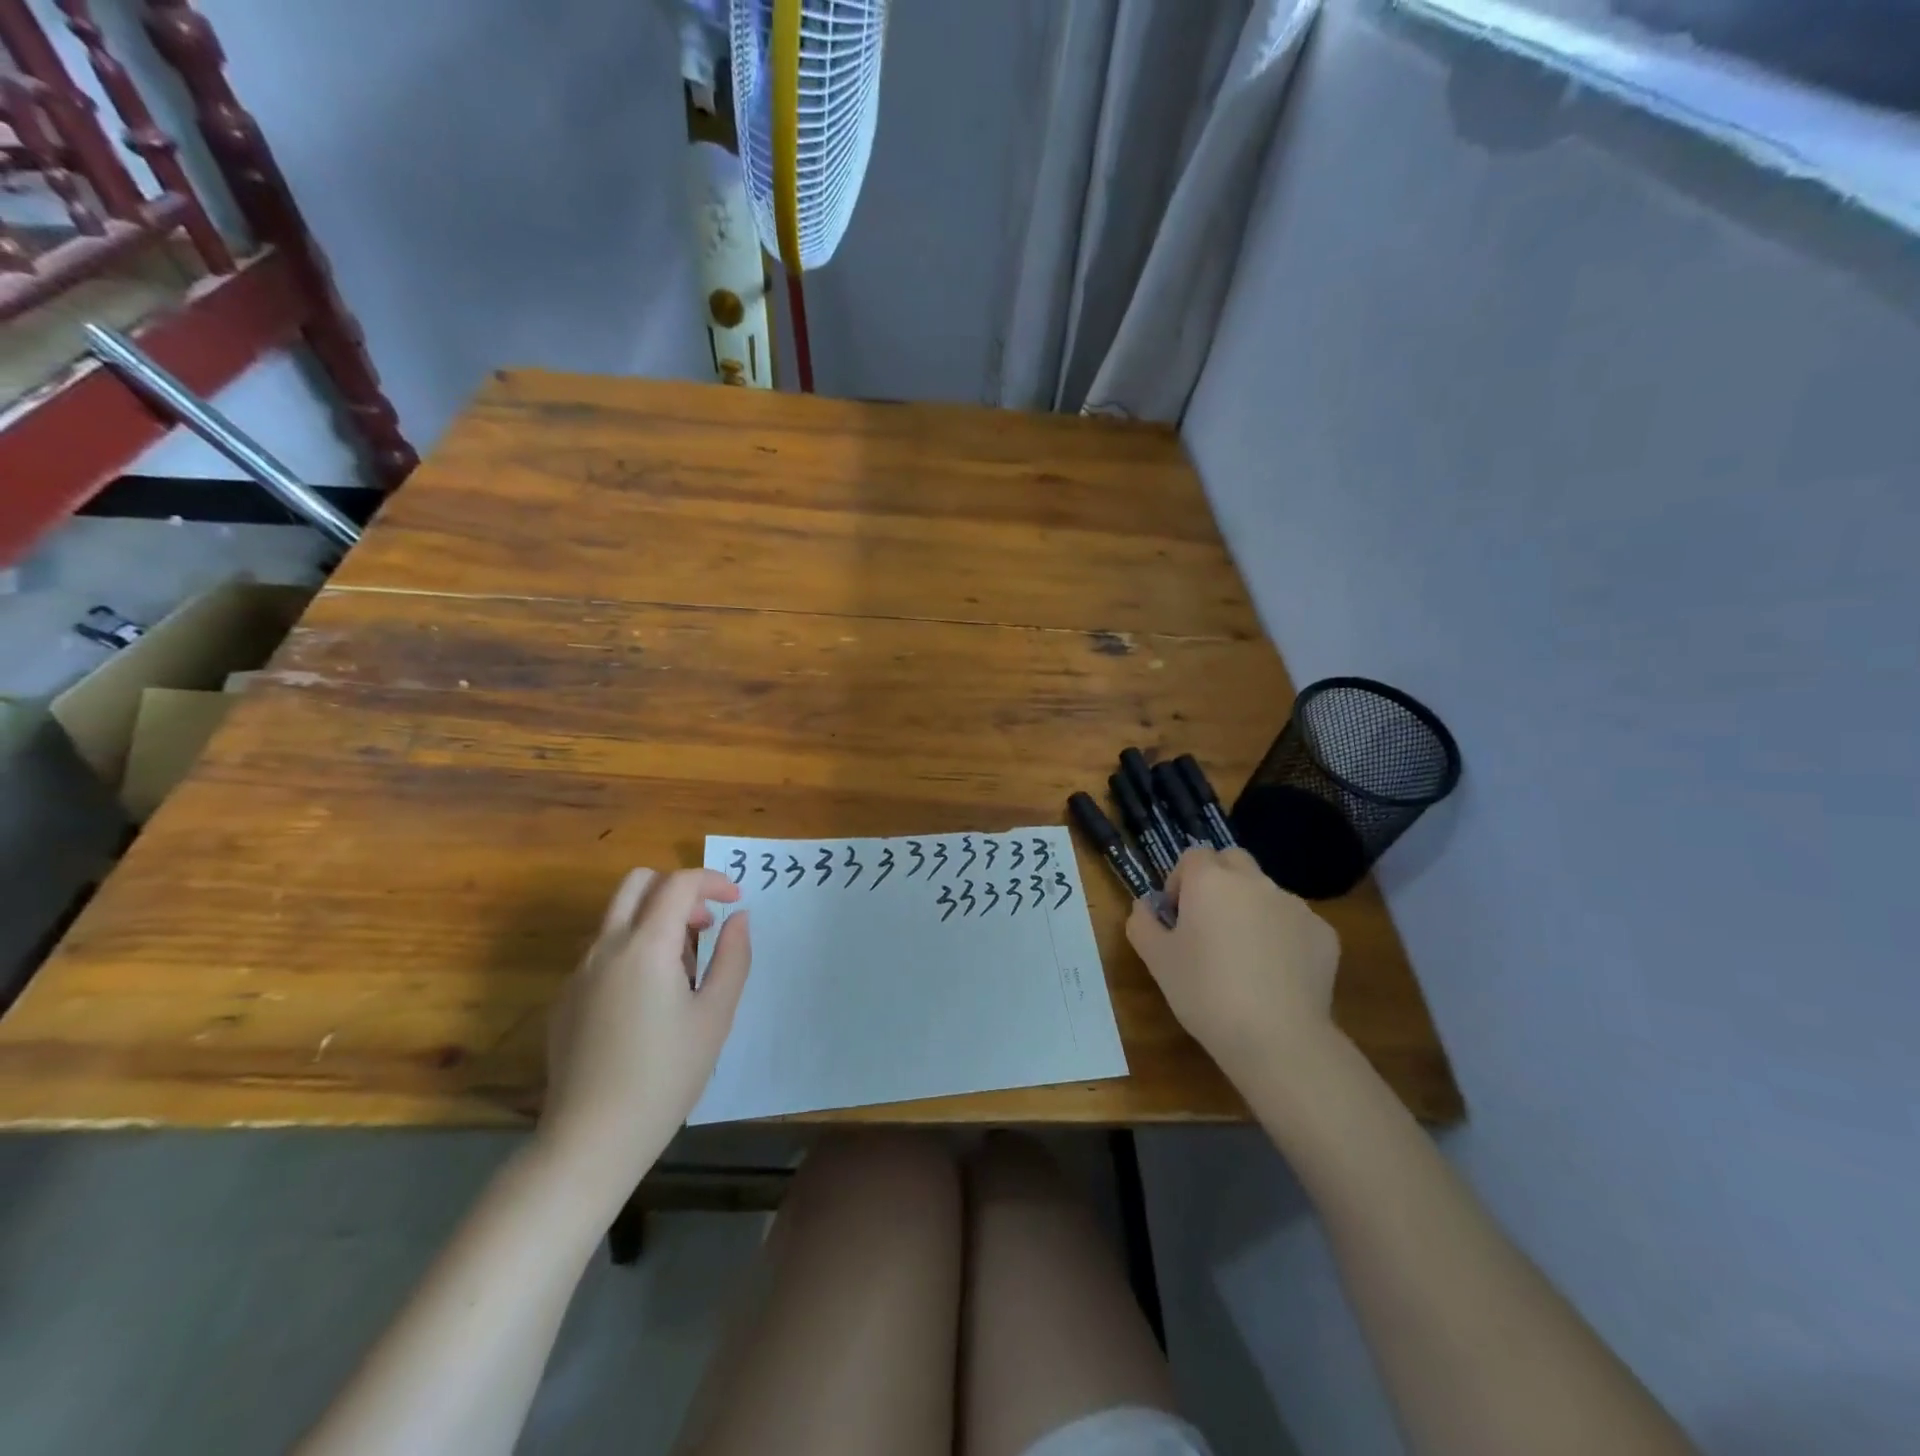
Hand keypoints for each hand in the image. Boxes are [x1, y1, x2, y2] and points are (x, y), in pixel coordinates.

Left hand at [537, 868, 751, 1208]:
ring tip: (682, 971)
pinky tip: (648, 1002)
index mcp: (646, 946)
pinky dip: (631, 950)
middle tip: (704, 926)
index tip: (736, 900)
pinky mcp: (565, 999)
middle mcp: (606, 947)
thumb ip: (732, 956)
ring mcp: (579, 972)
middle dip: (677, 889)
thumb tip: (739, 917)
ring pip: (617, 916)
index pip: (679, 883)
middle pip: (638, 882)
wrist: (592, 1138)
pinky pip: (602, 952)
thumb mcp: (716, 1015)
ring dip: (654, 919)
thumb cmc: (667, 1074)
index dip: (713, 880)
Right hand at [1126, 847, 1341, 1082]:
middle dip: (1219, 880)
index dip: (1181, 880)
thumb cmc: (1205, 993)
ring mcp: (1294, 905)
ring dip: (1251, 908)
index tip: (1178, 916)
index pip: (1193, 856)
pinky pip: (1295, 922)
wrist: (1277, 1038)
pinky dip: (1283, 935)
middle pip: (1233, 860)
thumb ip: (1143, 922)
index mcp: (1210, 881)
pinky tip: (1276, 974)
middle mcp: (1254, 882)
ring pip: (1266, 891)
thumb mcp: (1156, 960)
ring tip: (1245, 955)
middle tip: (1209, 923)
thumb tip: (1145, 905)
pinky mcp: (1324, 933)